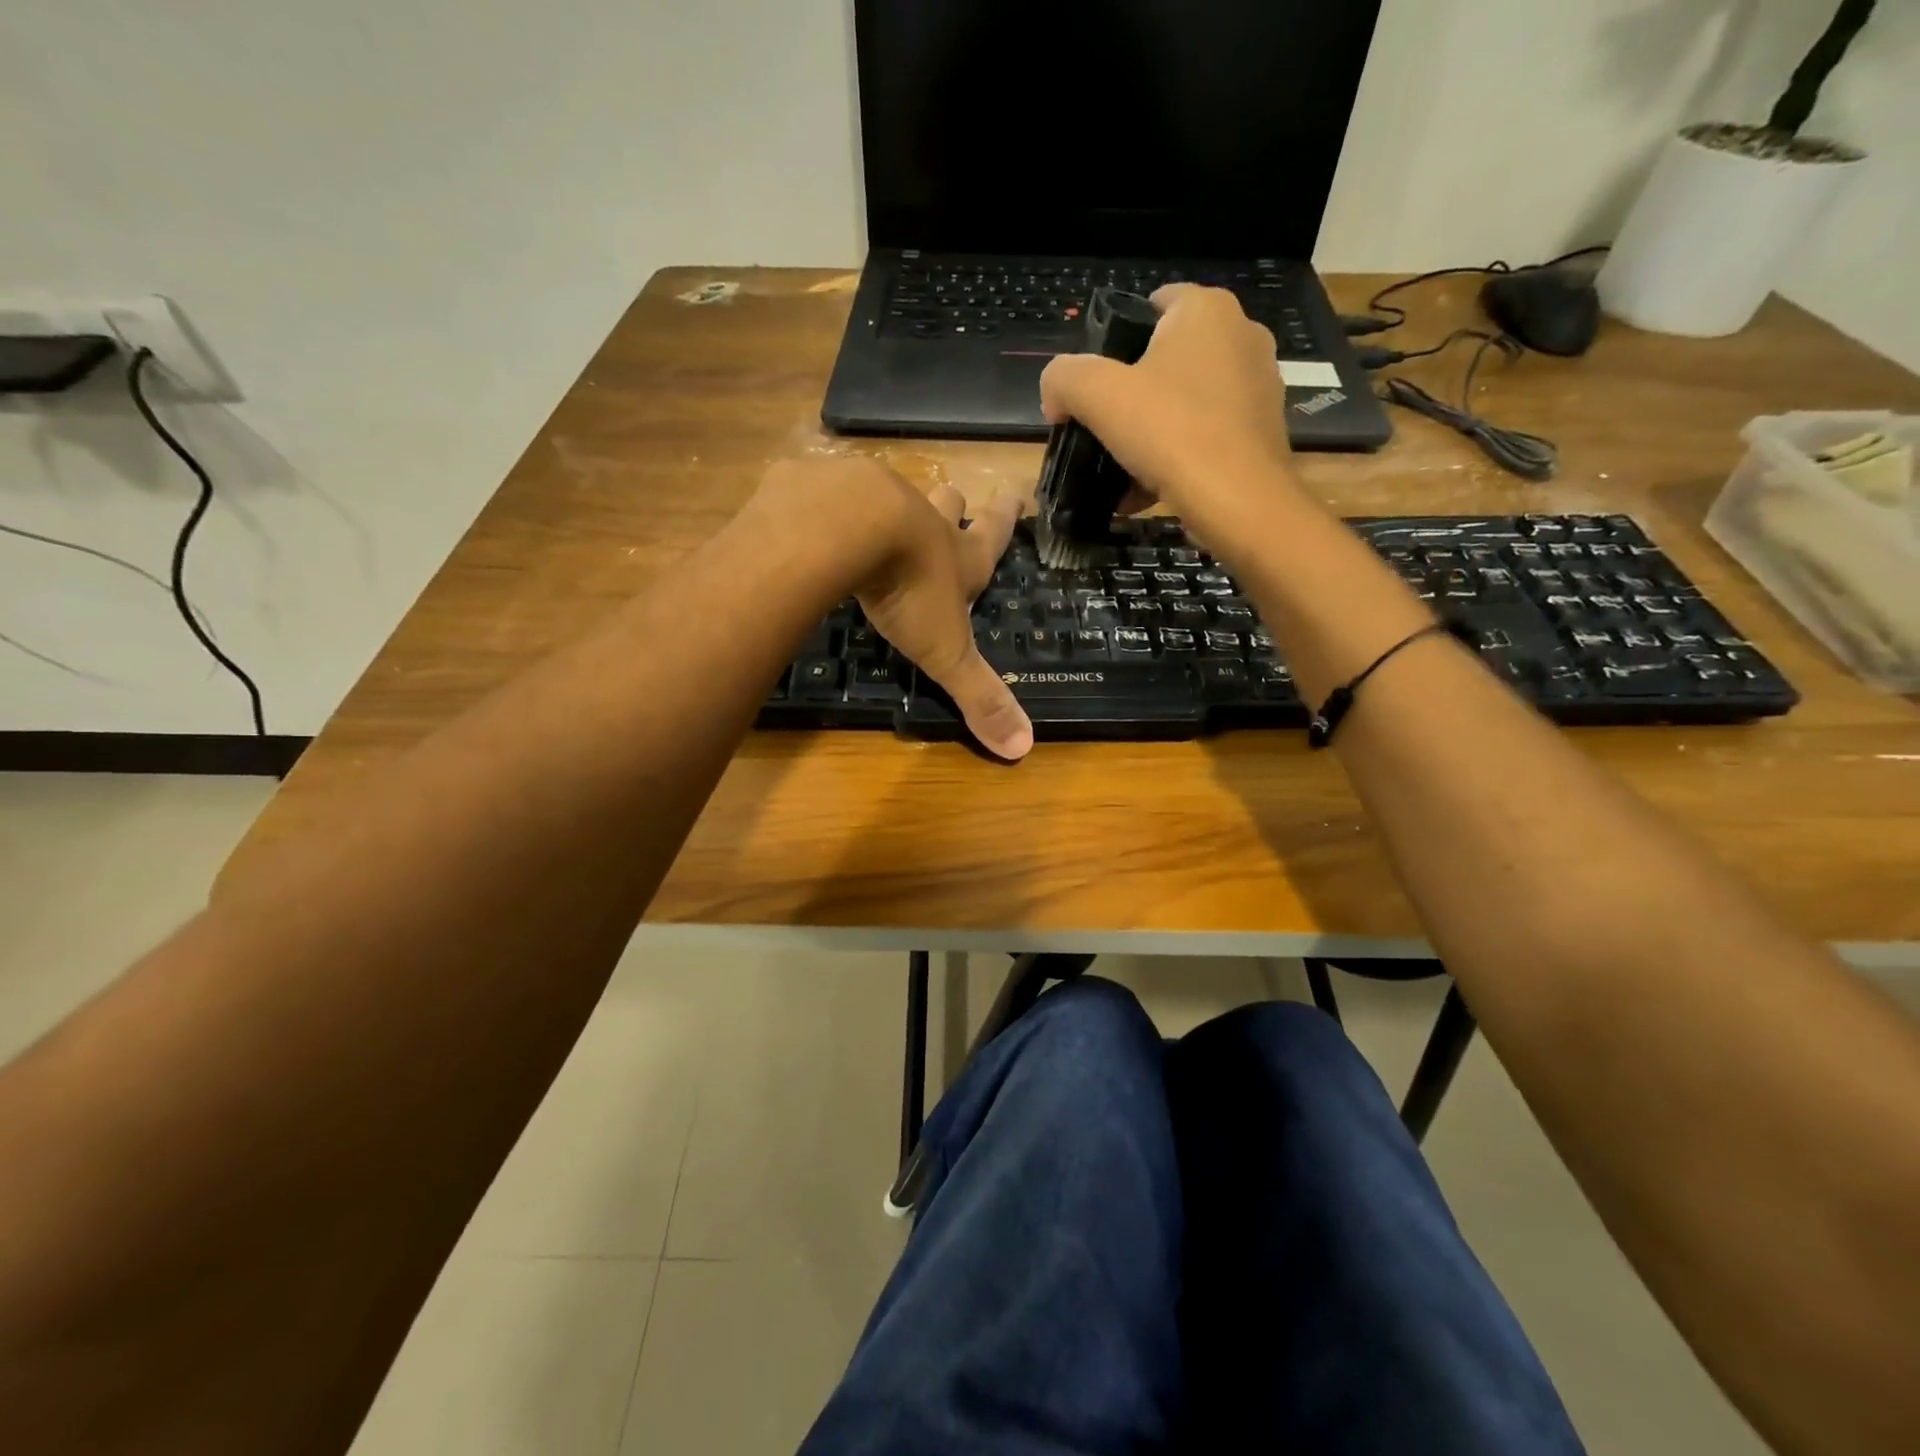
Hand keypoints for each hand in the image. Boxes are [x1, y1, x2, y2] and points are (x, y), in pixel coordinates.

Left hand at [759, 459, 1033, 760]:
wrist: (848, 527)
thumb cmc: (910, 590)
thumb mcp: (947, 653)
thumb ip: (979, 696)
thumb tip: (1023, 748)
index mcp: (959, 557)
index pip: (994, 533)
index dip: (1007, 514)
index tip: (1015, 490)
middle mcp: (923, 521)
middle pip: (947, 504)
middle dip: (953, 505)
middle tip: (955, 500)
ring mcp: (875, 498)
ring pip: (894, 494)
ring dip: (896, 503)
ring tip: (883, 513)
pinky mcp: (827, 489)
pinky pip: (832, 491)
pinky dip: (830, 501)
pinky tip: (817, 514)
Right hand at [1039, 285, 1299, 548]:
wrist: (1239, 501)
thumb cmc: (1170, 432)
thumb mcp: (1096, 396)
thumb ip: (1063, 378)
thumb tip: (1056, 396)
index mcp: (1206, 309)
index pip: (1153, 304)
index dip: (1115, 340)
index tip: (1095, 385)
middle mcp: (1241, 335)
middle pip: (1167, 358)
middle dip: (1133, 393)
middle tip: (1104, 429)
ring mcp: (1258, 384)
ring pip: (1186, 401)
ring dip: (1153, 431)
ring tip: (1123, 468)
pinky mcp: (1263, 431)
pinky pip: (1206, 435)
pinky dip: (1178, 456)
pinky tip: (1150, 489)